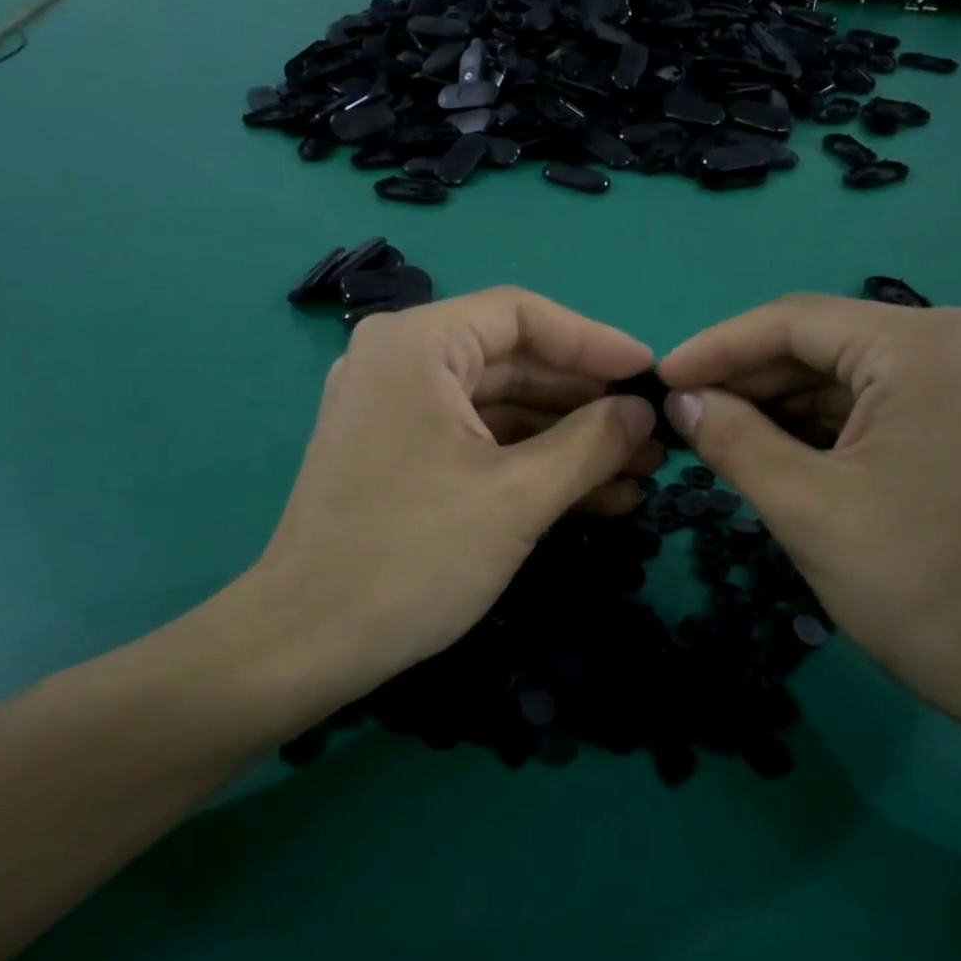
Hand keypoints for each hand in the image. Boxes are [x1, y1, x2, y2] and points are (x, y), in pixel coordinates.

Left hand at [235, 287, 661, 724]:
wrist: (308, 644)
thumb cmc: (414, 556)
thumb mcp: (518, 496)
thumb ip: (591, 443)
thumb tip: (642, 413)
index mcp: (418, 346)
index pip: (523, 316)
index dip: (595, 343)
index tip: (650, 376)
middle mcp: (401, 364)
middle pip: (515, 363)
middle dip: (588, 404)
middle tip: (653, 437)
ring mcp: (397, 414)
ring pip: (501, 411)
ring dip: (569, 442)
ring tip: (639, 474)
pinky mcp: (400, 459)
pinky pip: (478, 445)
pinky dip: (532, 466)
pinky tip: (596, 498)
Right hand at [657, 296, 960, 733]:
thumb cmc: (920, 585)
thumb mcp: (805, 507)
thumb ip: (731, 438)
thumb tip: (680, 400)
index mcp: (924, 345)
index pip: (794, 322)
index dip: (716, 349)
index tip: (660, 380)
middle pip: (826, 345)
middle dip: (749, 381)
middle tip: (684, 417)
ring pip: (853, 378)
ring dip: (784, 407)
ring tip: (719, 438)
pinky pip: (884, 407)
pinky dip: (826, 428)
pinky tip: (779, 454)